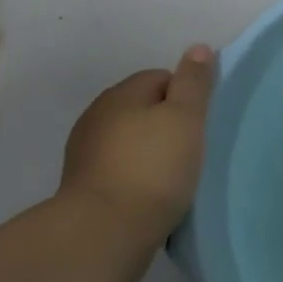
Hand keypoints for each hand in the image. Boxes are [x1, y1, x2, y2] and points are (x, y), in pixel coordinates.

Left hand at [59, 45, 215, 258]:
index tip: (198, 125)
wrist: (104, 234)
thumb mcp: (185, 117)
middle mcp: (96, 117)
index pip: (160, 78)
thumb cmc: (153, 168)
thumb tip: (198, 47)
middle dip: (166, 125)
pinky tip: (151, 196)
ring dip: (150, 153)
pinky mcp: (84, 188)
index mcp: (120, 94)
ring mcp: (85, 154)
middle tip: (190, 150)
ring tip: (172, 177)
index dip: (184, 98)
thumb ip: (193, 81)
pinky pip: (119, 170)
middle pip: (143, 109)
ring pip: (130, 141)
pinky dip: (136, 177)